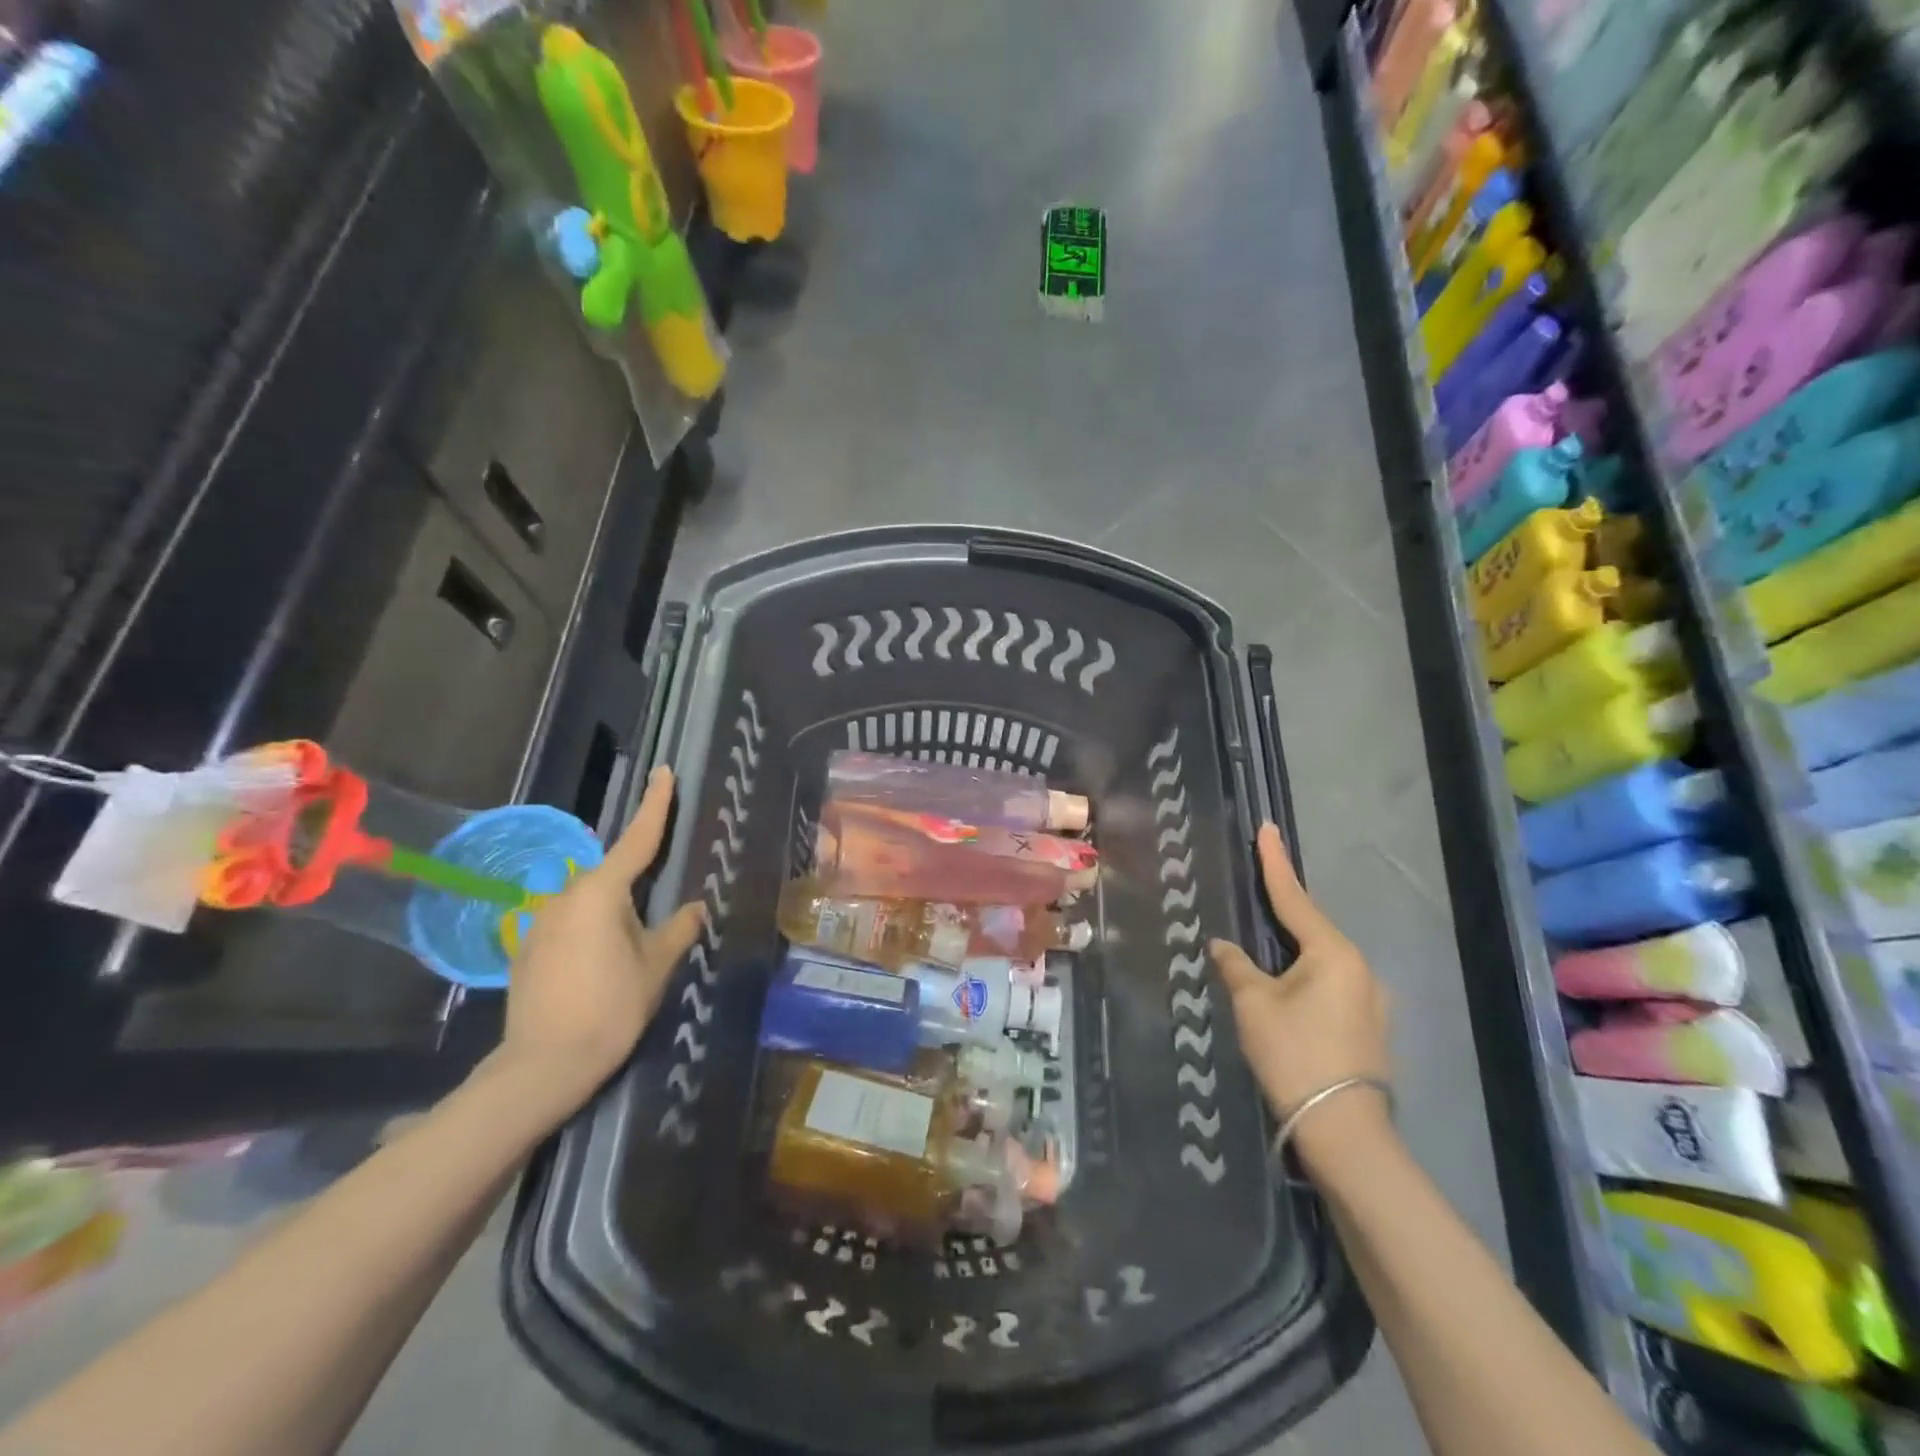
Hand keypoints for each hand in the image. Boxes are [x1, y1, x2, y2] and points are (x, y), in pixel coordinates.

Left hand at [493, 766, 704, 1118]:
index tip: (663, 772)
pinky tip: (598, 967)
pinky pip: (569, 923)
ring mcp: (540, 921)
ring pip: (589, 902)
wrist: (543, 1065)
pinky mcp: (526, 947)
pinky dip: (590, 931)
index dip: (655, 804)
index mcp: (601, 893)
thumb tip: (694, 908)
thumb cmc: (610, 1008)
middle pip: (611, 874)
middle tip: (654, 920)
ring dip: (612, 914)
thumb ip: (678, 929)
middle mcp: (565, 896)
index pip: (637, 839)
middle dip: (635, 887)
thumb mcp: (656, 966)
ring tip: (627, 954)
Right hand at [1211, 824, 1391, 1164]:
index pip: (1294, 897)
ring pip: (1321, 959)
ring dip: (1292, 949)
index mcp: (1333, 953)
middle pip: (1311, 928)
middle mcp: (1360, 968)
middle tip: (1258, 886)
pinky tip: (1286, 987)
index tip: (1267, 828)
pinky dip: (1304, 976)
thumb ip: (1235, 966)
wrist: (1343, 1131)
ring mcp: (1370, 999)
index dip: (1274, 862)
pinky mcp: (1368, 1026)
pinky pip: (1330, 984)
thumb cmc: (1294, 1054)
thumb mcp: (1253, 1004)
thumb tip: (1222, 945)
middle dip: (1284, 909)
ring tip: (1265, 945)